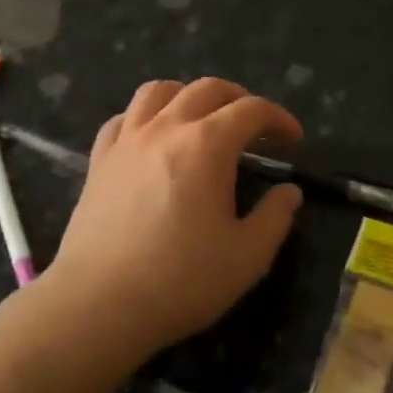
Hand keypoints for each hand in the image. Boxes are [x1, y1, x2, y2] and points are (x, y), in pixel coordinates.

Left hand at [41, 79, 304, 360]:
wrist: (99, 303)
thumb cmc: (181, 280)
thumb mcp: (248, 257)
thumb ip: (275, 217)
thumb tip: (288, 192)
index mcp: (207, 145)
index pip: (251, 110)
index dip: (279, 118)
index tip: (293, 140)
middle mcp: (166, 128)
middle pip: (207, 89)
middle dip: (239, 99)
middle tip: (255, 127)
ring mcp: (127, 141)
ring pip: (158, 91)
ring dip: (188, 96)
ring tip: (201, 120)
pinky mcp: (99, 160)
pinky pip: (123, 118)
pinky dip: (145, 117)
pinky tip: (152, 139)